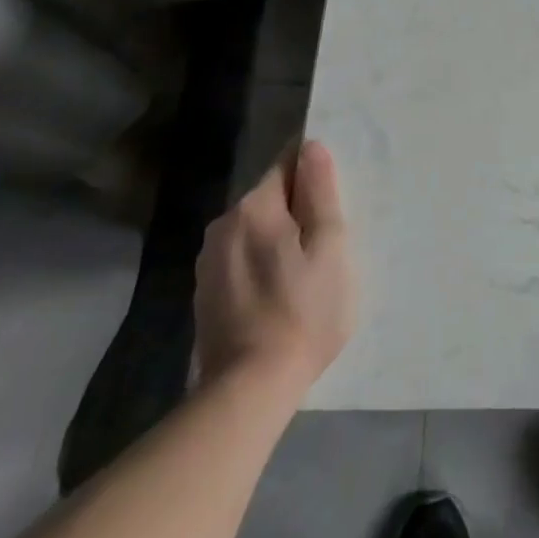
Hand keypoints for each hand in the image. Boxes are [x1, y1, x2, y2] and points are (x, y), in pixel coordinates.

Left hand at [194, 139, 355, 390]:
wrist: (248, 391)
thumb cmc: (303, 312)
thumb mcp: (329, 246)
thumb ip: (320, 192)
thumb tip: (311, 147)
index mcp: (254, 207)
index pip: (287, 163)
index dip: (314, 173)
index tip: (334, 197)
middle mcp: (223, 224)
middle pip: (270, 197)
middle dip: (298, 209)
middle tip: (327, 241)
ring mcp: (209, 261)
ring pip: (255, 228)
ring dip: (279, 237)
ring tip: (305, 270)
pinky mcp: (204, 293)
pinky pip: (241, 257)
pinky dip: (261, 263)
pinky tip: (279, 293)